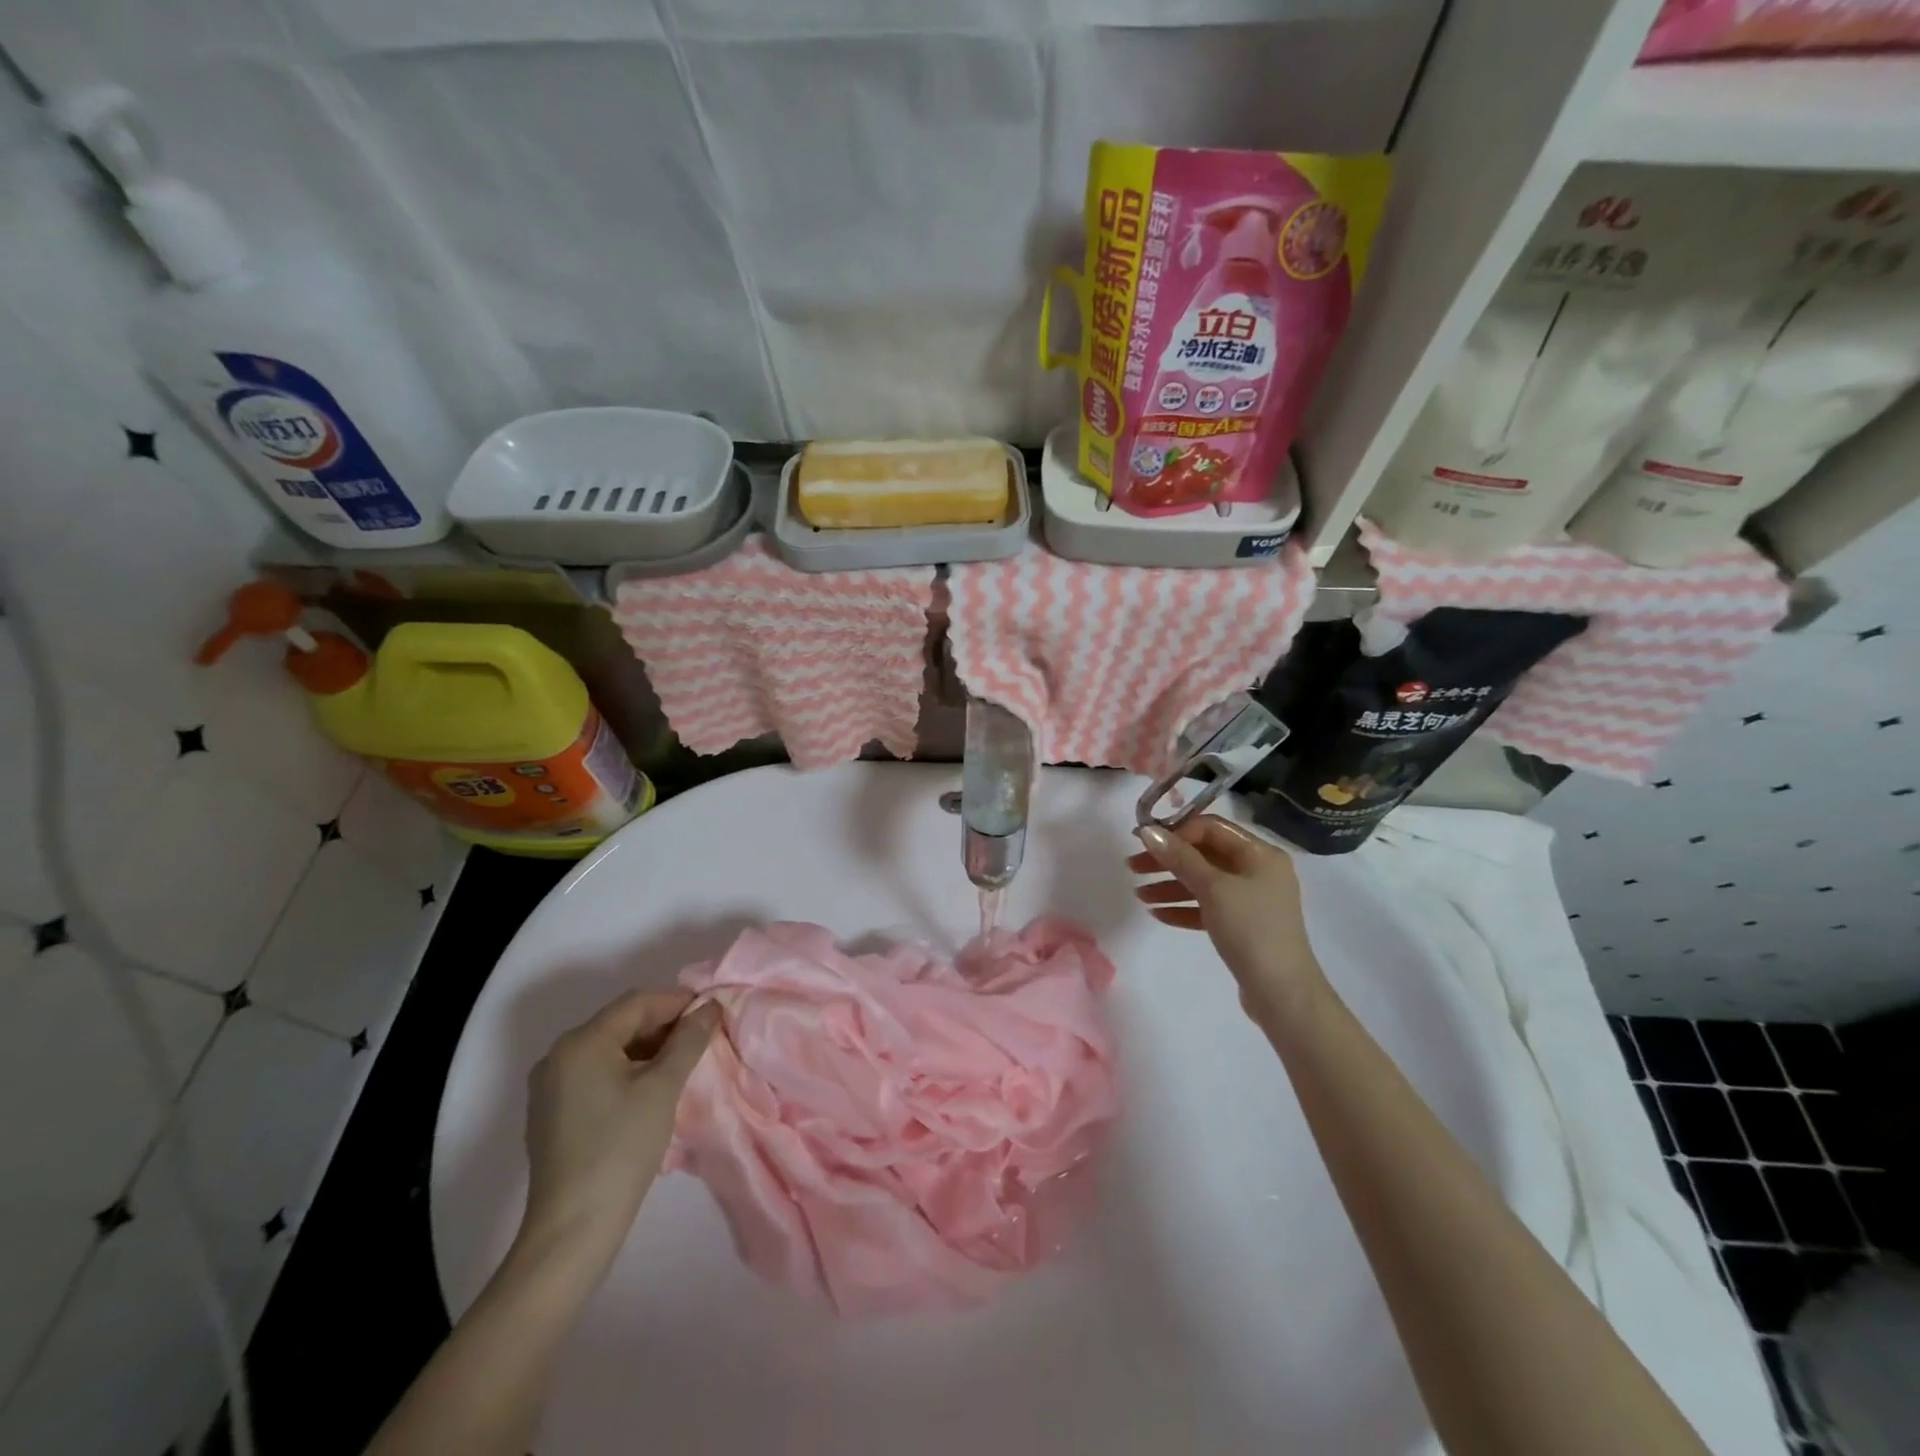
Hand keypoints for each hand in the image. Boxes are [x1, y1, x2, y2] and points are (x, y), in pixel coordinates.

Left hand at [515, 989, 719, 1279]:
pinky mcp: (552, 1113)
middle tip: (703, 1038)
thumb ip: (689, 1039)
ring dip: (649, 1049)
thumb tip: (710, 1007)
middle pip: (621, 1023)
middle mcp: (558, 1055)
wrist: (573, 1228)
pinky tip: (653, 1089)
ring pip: (610, 1049)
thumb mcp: (663, 1087)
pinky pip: (596, 1074)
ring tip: (684, 1063)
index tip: (713, 1012)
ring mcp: (550, 1086)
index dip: (679, 1001)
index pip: (637, 1003)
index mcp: (581, 1042)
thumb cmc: (622, 1148)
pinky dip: (628, 1071)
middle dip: (665, 1025)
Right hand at [1130, 816, 1329, 1027]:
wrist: (1282, 992)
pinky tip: (1157, 914)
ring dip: (1170, 885)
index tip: (1143, 841)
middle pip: (1205, 855)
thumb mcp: (1213, 888)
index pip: (1211, 828)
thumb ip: (1180, 857)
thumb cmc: (1251, 929)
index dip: (1176, 831)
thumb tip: (1147, 831)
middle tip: (1133, 866)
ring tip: (1139, 895)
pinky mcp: (1242, 925)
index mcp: (1260, 854)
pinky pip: (1207, 907)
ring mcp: (1251, 900)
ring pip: (1203, 882)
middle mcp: (1257, 871)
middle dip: (1168, 860)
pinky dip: (1184, 907)